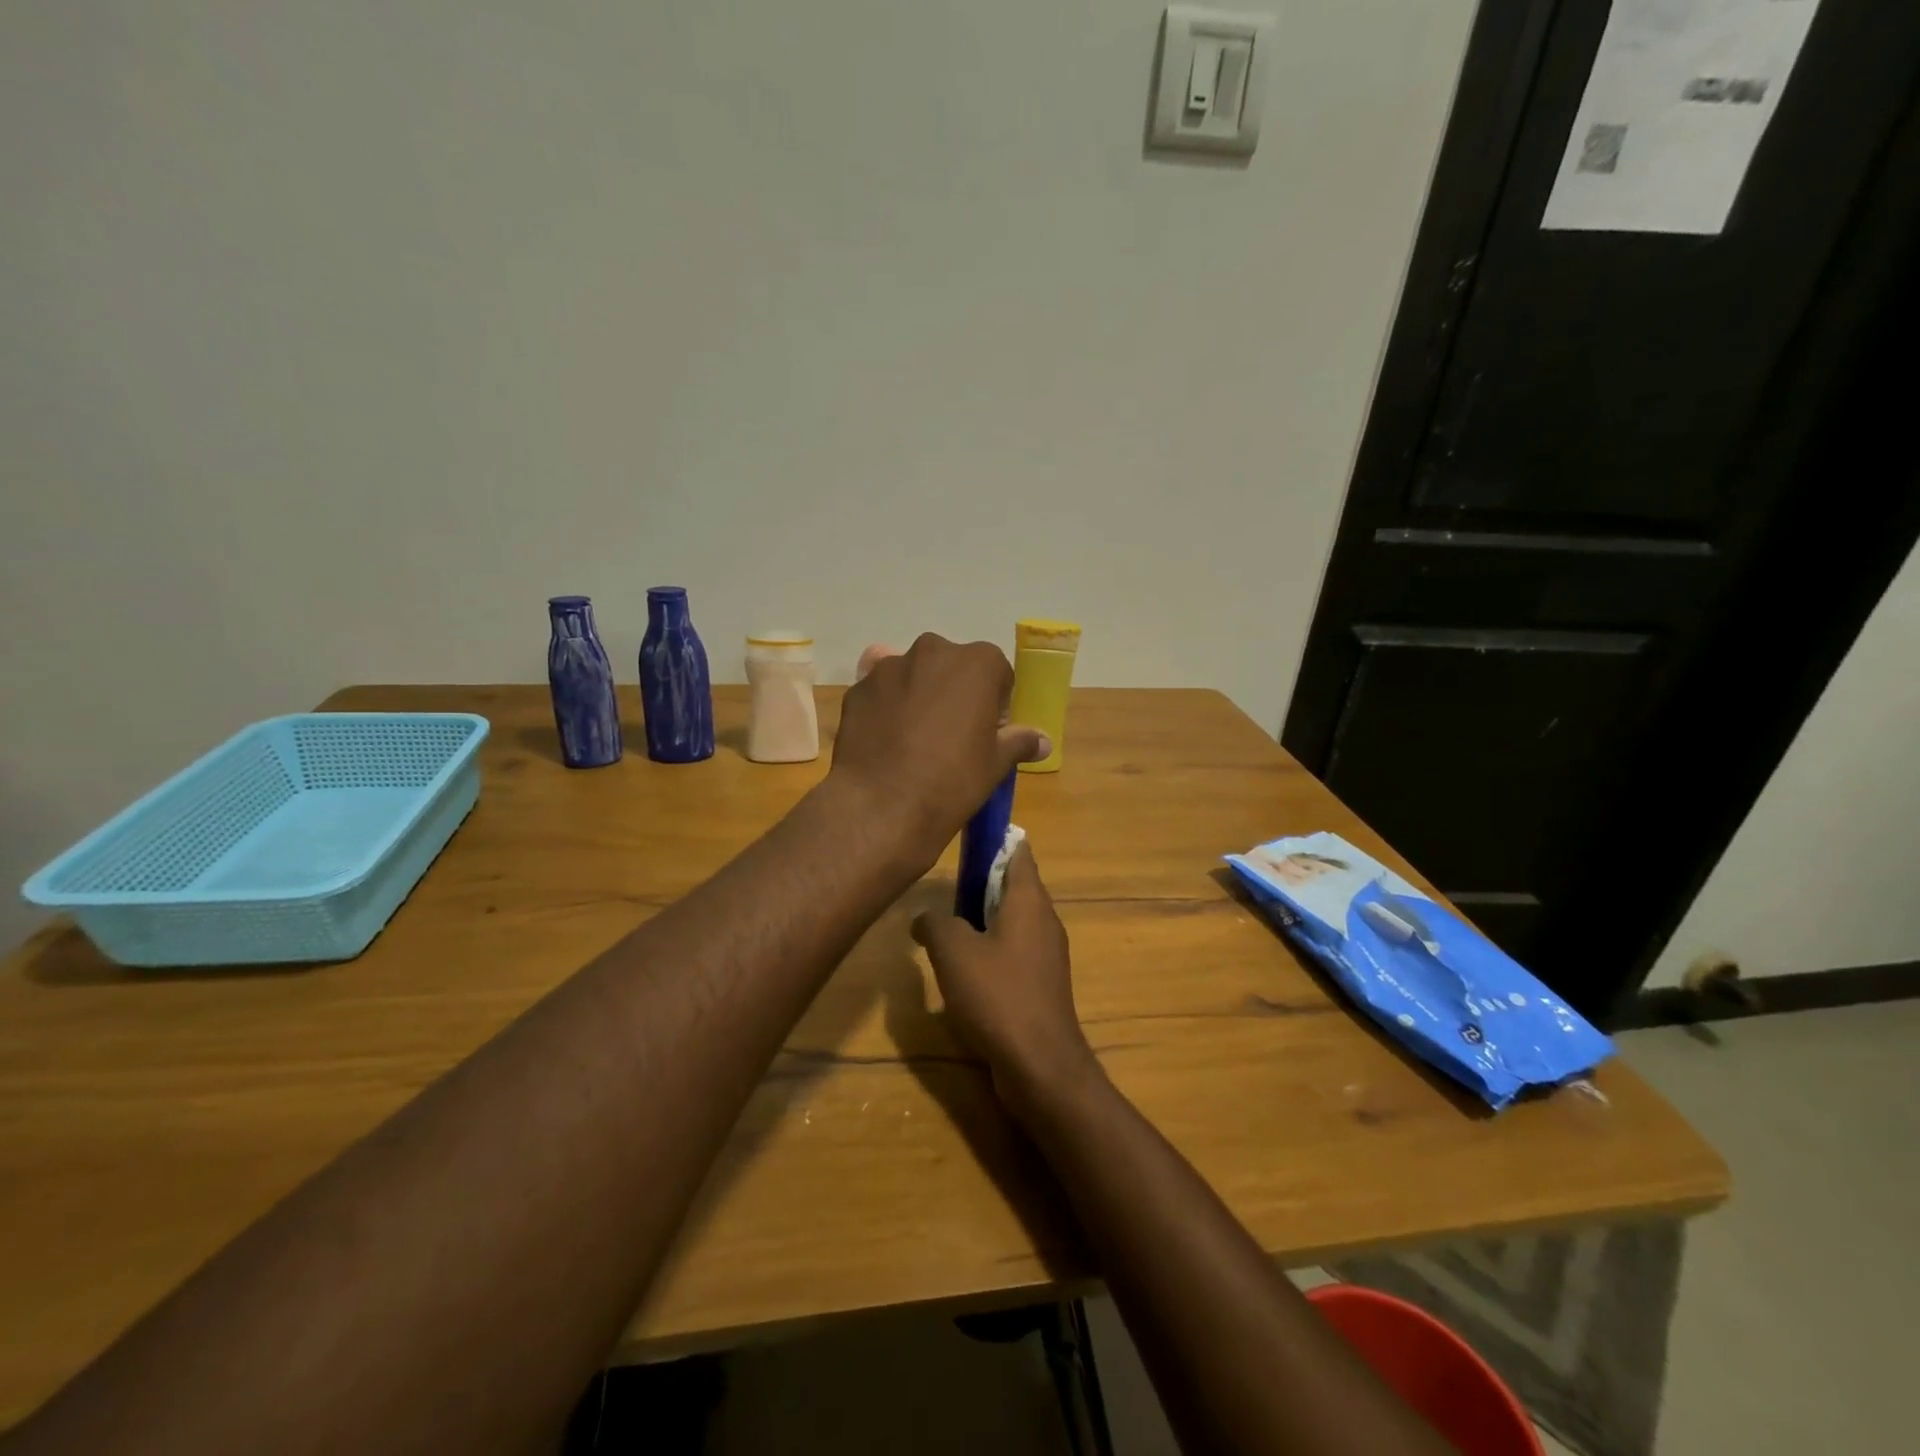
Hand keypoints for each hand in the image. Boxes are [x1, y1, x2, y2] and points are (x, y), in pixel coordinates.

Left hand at [831, 633, 1048, 864]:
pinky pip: (880, 692)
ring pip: (913, 676)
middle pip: (951, 666)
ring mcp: (888, 667)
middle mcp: (932, 651)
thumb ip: (1019, 742)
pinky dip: (886, 708)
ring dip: (918, 696)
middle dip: (954, 692)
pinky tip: (886, 743)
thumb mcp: (995, 764)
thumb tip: (1042, 741)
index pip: (996, 672)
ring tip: (914, 740)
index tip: (988, 731)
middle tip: (952, 735)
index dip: (995, 702)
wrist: (881, 806)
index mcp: (976, 662)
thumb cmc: (951, 781)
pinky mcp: (857, 689)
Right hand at [912, 843, 1099, 1117]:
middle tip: (944, 886)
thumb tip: (924, 918)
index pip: (1019, 852)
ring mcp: (1046, 955)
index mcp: (1029, 901)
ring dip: (983, 919)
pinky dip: (990, 950)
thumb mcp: (953, 951)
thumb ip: (935, 924)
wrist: (1039, 1065)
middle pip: (1014, 886)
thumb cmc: (998, 995)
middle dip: (981, 882)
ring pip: (1012, 921)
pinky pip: (1013, 953)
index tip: (968, 838)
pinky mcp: (1041, 985)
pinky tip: (963, 970)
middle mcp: (1044, 921)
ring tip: (947, 926)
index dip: (996, 839)